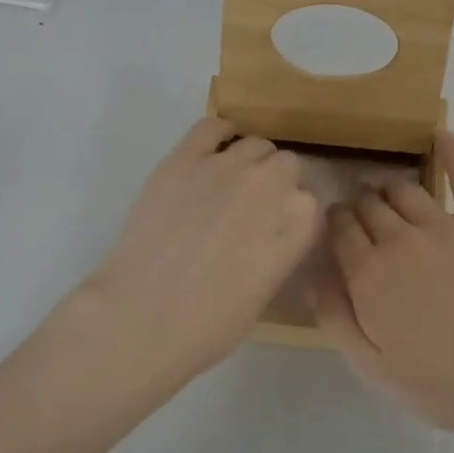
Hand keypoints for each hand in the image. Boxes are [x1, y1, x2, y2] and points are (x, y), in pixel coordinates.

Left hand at [77, 117, 320, 382]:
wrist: (143, 316)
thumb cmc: (209, 325)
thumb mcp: (265, 293)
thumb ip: (278, 251)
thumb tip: (268, 235)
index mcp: (299, 222)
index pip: (309, 202)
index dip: (291, 216)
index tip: (276, 231)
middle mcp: (271, 184)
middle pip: (286, 166)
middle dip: (274, 185)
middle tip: (250, 211)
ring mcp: (227, 166)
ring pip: (255, 145)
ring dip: (249, 163)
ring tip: (228, 186)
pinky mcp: (185, 158)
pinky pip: (212, 126)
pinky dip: (218, 135)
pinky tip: (213, 149)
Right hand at [313, 129, 453, 432]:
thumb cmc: (444, 381)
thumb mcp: (373, 367)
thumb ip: (336, 317)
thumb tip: (312, 275)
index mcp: (368, 273)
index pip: (340, 229)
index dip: (336, 223)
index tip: (338, 226)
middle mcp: (399, 238)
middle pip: (369, 205)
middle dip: (360, 205)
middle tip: (364, 215)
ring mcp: (443, 224)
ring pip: (405, 189)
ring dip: (391, 188)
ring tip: (390, 194)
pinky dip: (451, 152)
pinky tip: (441, 134)